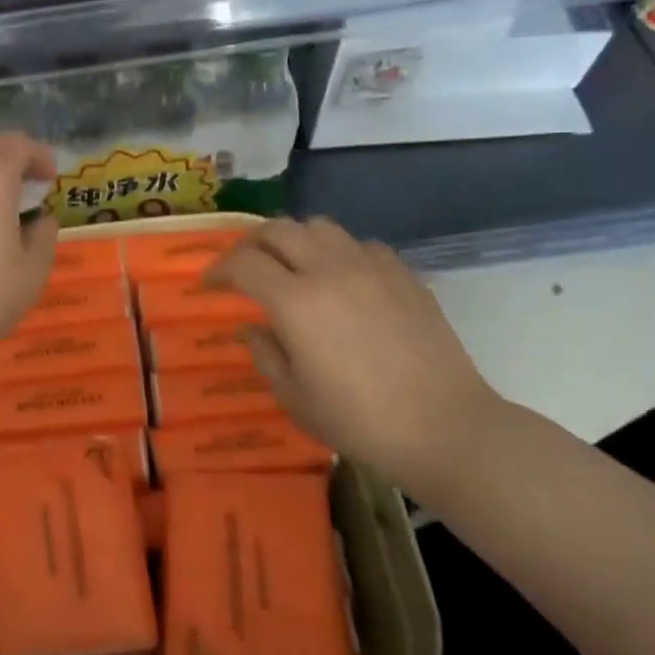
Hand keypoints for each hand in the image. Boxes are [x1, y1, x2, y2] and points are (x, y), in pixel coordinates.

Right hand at [207, 218, 506, 494]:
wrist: (445, 428)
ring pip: (319, 226)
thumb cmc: (360, 421)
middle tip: (243, 268)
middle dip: (250, 245)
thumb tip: (252, 327)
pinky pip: (359, 244)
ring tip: (291, 266)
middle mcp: (329, 270)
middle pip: (278, 230)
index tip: (209, 285)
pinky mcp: (403, 274)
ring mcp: (371, 267)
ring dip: (294, 240)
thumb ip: (265, 354)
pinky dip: (338, 252)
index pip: (243, 264)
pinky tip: (341, 279)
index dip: (218, 270)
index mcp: (295, 302)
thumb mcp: (295, 398)